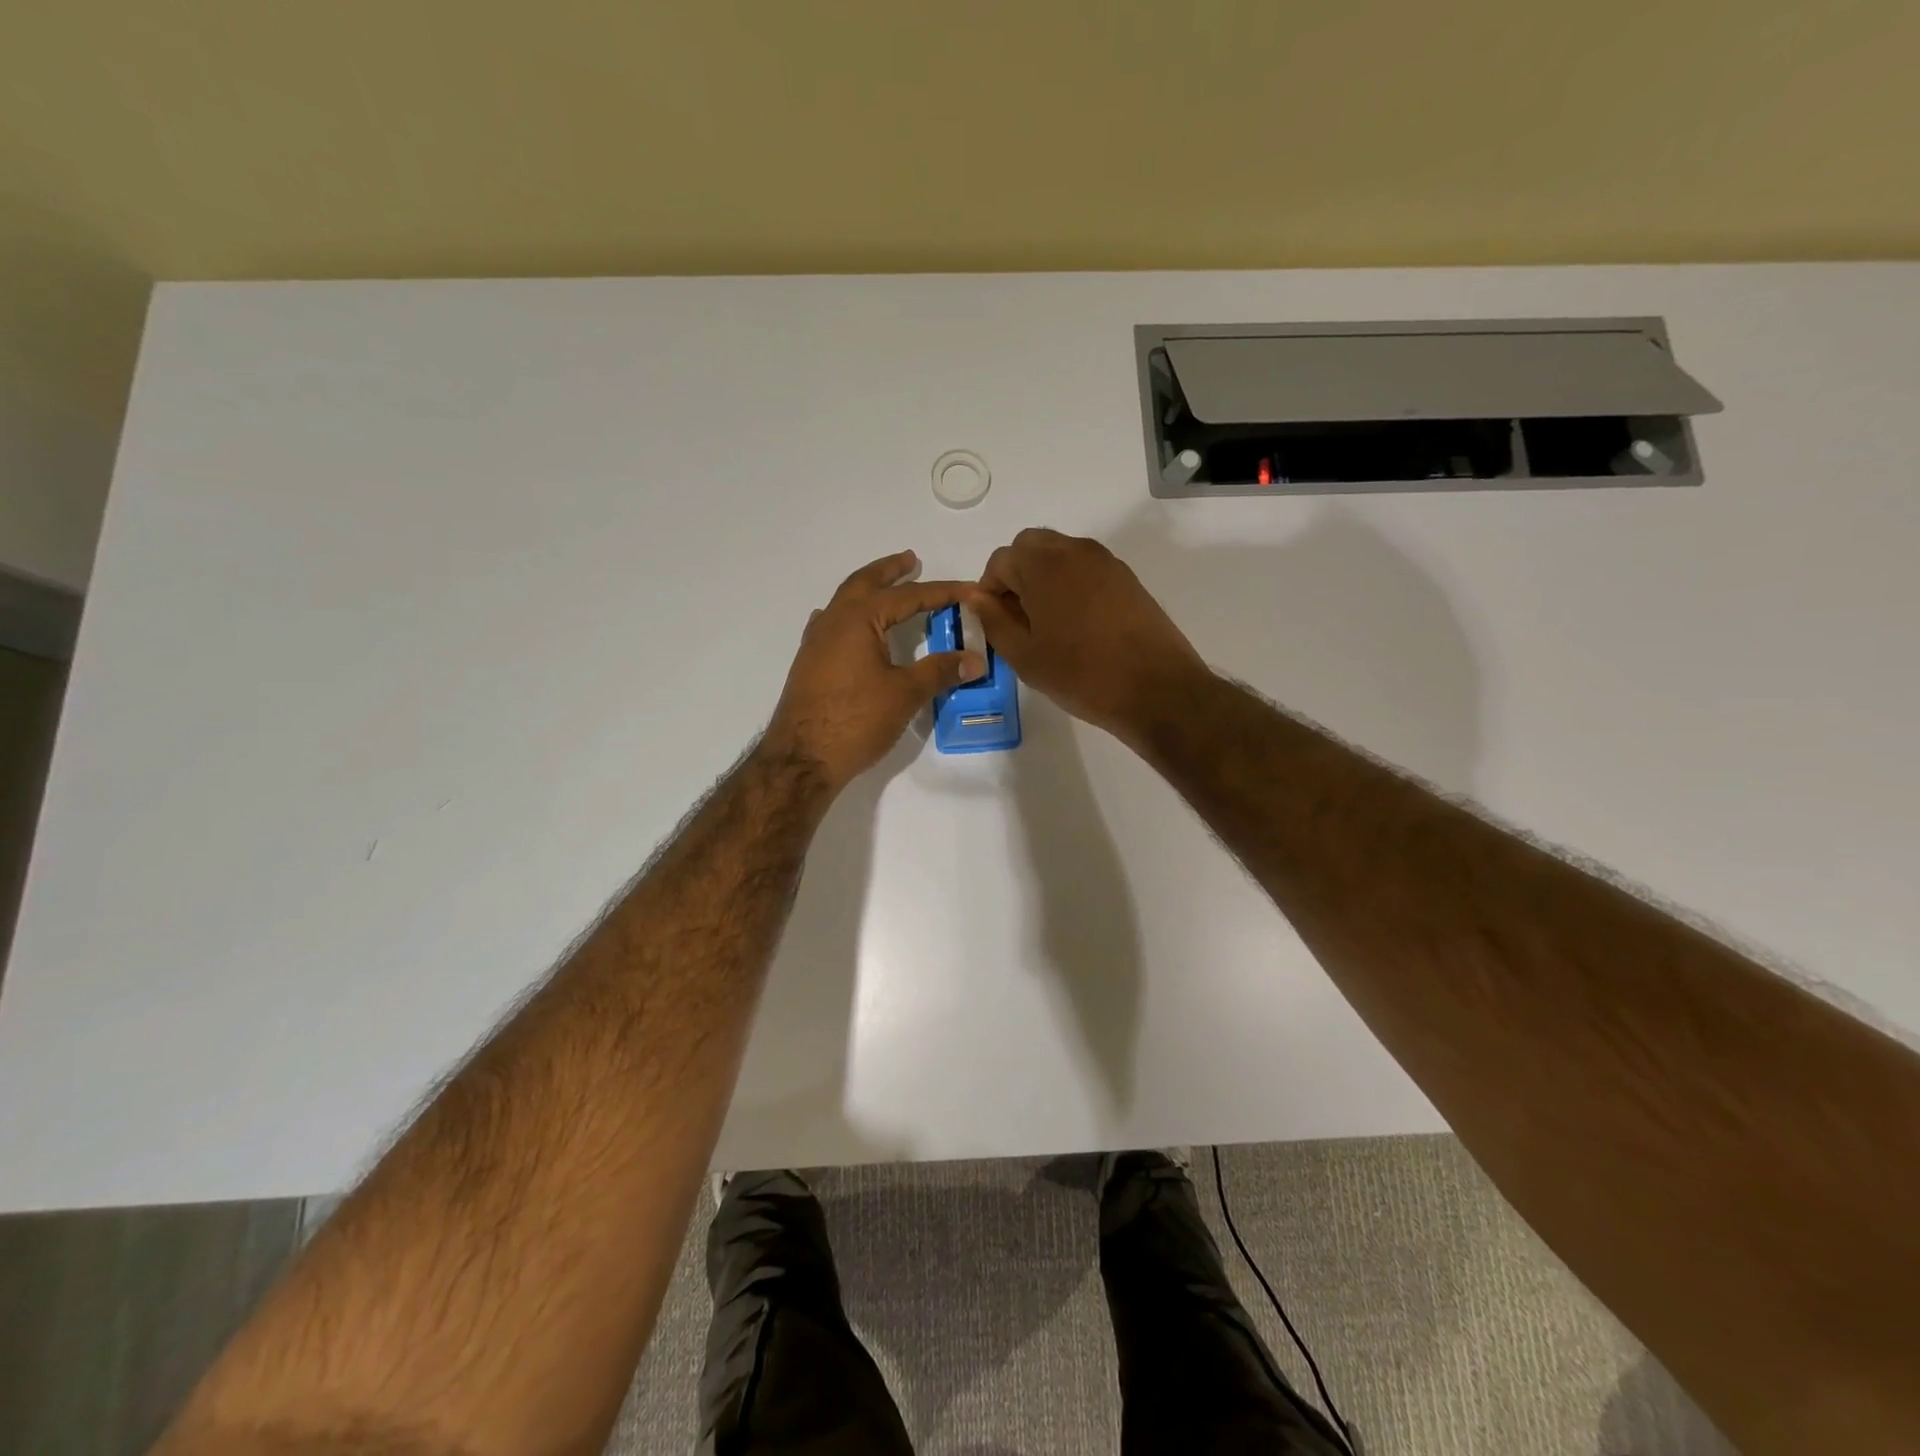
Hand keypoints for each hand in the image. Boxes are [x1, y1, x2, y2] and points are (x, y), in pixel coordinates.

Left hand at [764, 551, 985, 791]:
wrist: (802, 758)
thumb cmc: (856, 720)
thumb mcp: (905, 693)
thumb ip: (940, 671)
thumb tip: (975, 659)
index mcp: (858, 619)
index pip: (907, 596)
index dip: (941, 592)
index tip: (968, 589)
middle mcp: (833, 621)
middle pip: (864, 584)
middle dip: (890, 571)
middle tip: (911, 560)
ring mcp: (816, 642)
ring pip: (844, 602)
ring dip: (867, 590)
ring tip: (886, 589)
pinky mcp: (809, 663)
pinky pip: (830, 625)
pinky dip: (847, 616)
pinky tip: (850, 628)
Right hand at [973, 528, 1206, 742]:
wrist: (1156, 689)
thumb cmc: (1081, 675)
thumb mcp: (1025, 656)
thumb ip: (994, 621)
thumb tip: (977, 597)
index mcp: (1043, 566)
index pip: (1001, 559)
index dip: (990, 589)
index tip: (995, 621)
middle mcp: (1074, 551)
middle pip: (1031, 546)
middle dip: (1017, 574)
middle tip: (1019, 617)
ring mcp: (1105, 561)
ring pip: (1060, 553)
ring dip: (1044, 576)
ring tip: (1047, 622)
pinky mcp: (1126, 577)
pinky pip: (1085, 567)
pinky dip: (1071, 582)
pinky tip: (1077, 623)